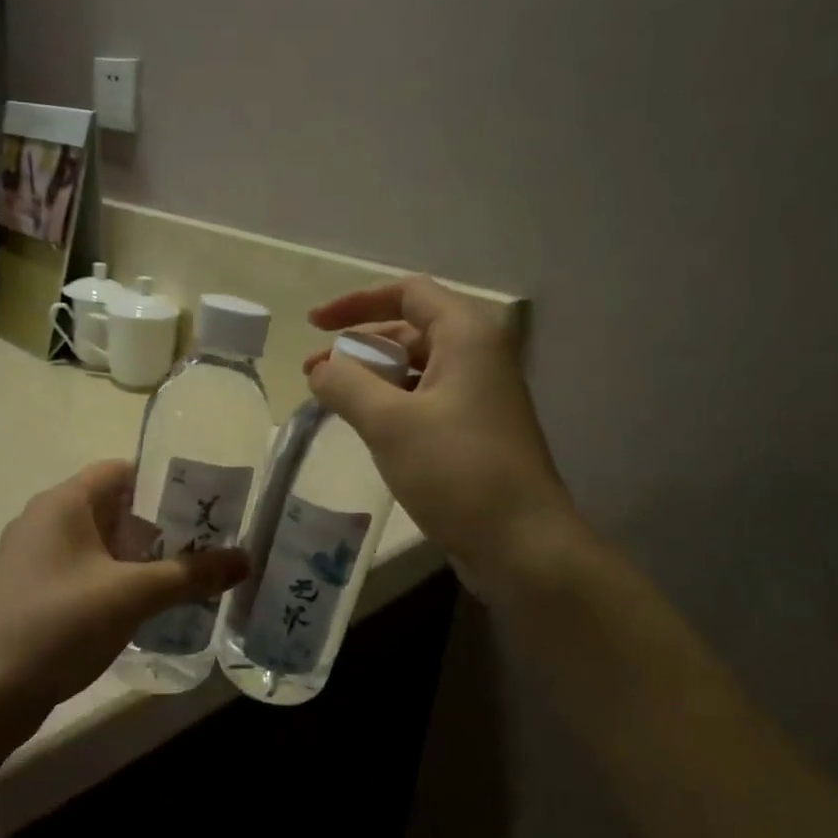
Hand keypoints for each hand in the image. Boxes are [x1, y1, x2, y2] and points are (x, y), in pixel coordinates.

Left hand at [0, 460, 247, 716]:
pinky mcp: (28, 592)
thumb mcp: (133, 595)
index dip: (163, 482)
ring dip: (136, 557)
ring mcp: (31, 558)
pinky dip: (111, 580)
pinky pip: (80, 571)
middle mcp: (43, 520)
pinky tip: (137, 609)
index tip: (202, 506)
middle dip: (157, 525)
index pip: (121, 471)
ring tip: (179, 578)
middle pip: (111, 507)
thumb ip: (191, 574)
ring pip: (97, 543)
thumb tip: (245, 559)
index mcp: (63, 502)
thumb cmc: (59, 625)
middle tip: (202, 546)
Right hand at [306, 276, 591, 604]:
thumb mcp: (389, 422)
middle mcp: (478, 356)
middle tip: (315, 374)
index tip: (315, 325)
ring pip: (415, 369)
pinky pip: (425, 400)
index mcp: (466, 337)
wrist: (522, 545)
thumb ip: (346, 384)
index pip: (408, 293)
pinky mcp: (475, 431)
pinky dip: (391, 404)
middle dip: (358, 346)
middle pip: (410, 330)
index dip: (357, 302)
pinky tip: (365, 428)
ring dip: (371, 377)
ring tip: (331, 401)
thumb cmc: (457, 472)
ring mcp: (480, 396)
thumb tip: (321, 369)